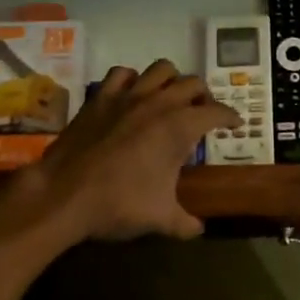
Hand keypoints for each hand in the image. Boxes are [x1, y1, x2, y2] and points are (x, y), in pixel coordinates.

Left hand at [20, 59, 238, 242]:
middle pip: (193, 84)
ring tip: (171, 98)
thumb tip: (199, 230)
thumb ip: (185, 222)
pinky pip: (122, 74)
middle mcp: (159, 103)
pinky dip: (132, 80)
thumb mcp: (160, 218)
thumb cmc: (119, 204)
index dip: (230, 117)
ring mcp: (128, 96)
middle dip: (204, 96)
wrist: (64, 195)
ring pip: (161, 69)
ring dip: (171, 80)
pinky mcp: (101, 97)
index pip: (217, 112)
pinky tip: (132, 94)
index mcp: (180, 126)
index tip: (235, 124)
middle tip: (203, 113)